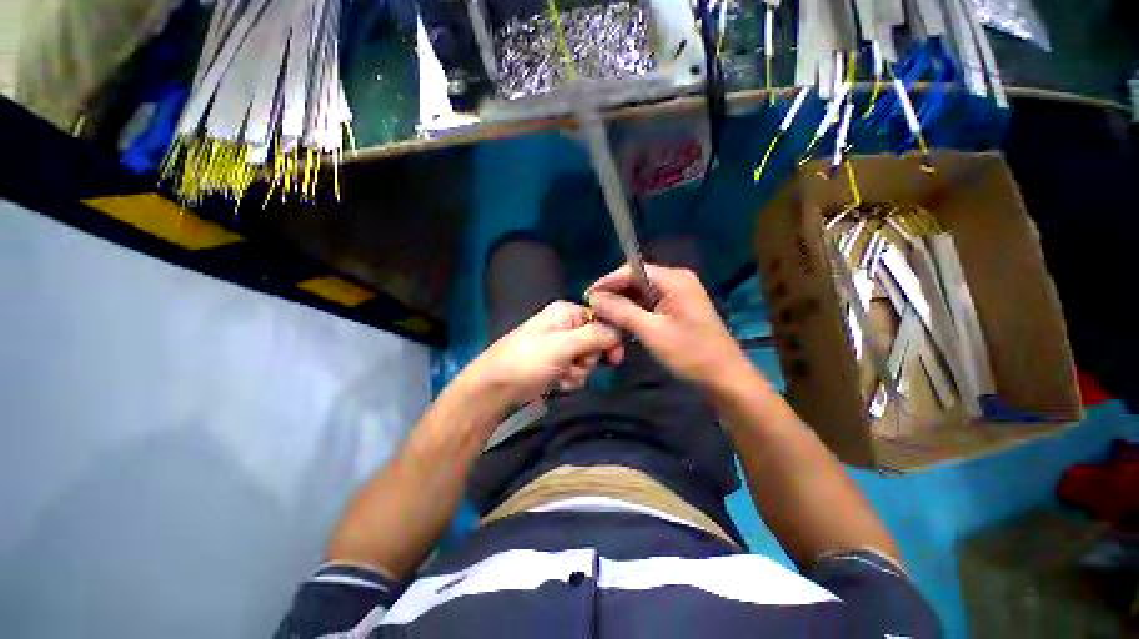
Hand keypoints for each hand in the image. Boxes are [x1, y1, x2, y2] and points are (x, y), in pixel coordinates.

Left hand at [460, 301, 622, 407]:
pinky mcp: (555, 364)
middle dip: (589, 358)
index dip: (610, 338)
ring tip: (561, 375)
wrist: (495, 388)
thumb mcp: (564, 346)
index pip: (601, 319)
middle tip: (576, 364)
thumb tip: (619, 330)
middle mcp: (564, 326)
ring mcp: (559, 347)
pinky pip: (575, 371)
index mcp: (566, 313)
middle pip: (596, 341)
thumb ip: (595, 336)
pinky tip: (556, 383)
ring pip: (587, 360)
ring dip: (578, 372)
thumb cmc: (528, 361)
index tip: (615, 358)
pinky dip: (569, 379)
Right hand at [586, 264, 749, 387]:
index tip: (587, 297)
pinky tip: (624, 322)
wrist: (724, 376)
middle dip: (615, 294)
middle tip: (595, 310)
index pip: (632, 270)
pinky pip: (651, 302)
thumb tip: (595, 297)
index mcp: (674, 279)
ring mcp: (680, 292)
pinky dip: (636, 311)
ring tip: (605, 317)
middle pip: (637, 279)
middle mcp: (677, 279)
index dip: (608, 282)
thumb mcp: (651, 332)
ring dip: (624, 304)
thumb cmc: (690, 353)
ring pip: (642, 292)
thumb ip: (621, 311)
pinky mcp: (679, 306)